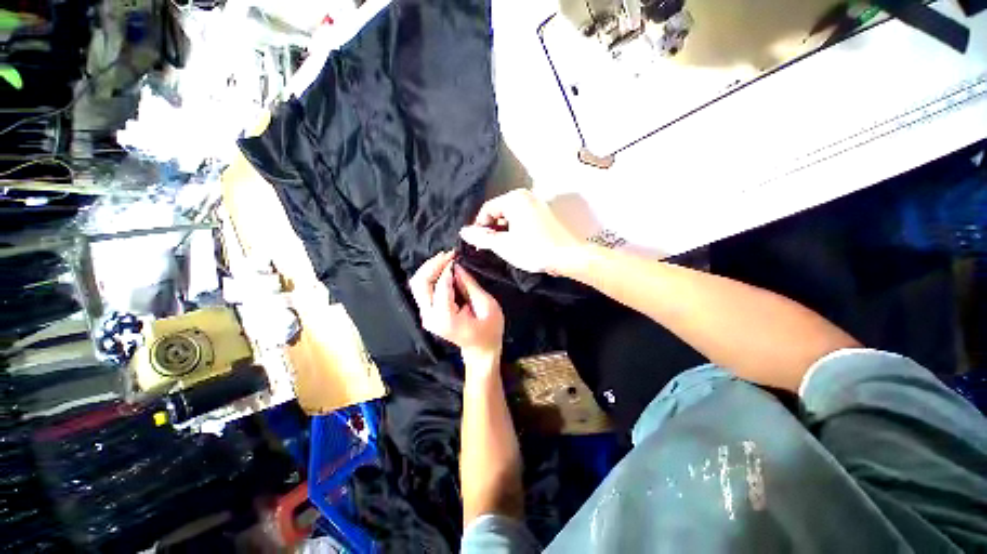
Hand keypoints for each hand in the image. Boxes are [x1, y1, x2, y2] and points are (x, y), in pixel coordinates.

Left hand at [409, 251, 504, 367]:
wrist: (480, 349)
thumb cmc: (489, 330)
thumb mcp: (487, 306)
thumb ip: (470, 285)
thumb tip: (456, 266)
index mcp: (446, 318)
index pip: (440, 286)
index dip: (448, 268)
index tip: (457, 255)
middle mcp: (430, 317)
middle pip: (420, 283)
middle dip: (433, 264)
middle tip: (450, 254)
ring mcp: (426, 316)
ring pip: (417, 284)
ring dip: (430, 268)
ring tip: (447, 258)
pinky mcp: (427, 312)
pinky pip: (422, 289)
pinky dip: (431, 275)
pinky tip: (444, 268)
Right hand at [459, 189, 583, 275]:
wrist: (567, 257)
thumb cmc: (534, 249)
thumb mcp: (503, 245)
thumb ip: (482, 237)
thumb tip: (463, 231)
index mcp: (514, 199)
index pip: (487, 209)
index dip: (479, 226)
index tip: (477, 243)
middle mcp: (526, 196)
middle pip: (499, 211)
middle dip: (491, 229)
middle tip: (488, 247)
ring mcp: (537, 205)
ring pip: (510, 216)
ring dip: (503, 231)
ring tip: (502, 248)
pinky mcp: (544, 215)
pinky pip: (522, 219)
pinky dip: (515, 230)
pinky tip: (516, 244)